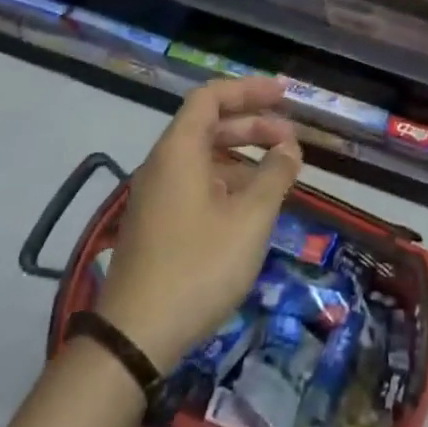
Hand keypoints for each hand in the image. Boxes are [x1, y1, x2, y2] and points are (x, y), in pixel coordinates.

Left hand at [96, 77, 303, 370]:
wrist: (135, 337)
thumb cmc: (198, 267)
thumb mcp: (250, 219)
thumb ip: (274, 175)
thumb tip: (289, 147)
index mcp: (179, 150)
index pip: (211, 97)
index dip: (249, 90)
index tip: (284, 95)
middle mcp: (163, 164)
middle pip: (209, 125)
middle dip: (254, 124)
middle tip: (291, 138)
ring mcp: (158, 196)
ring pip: (205, 157)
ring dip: (244, 155)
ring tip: (280, 172)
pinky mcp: (158, 224)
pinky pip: (198, 183)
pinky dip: (229, 181)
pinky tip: (253, 205)